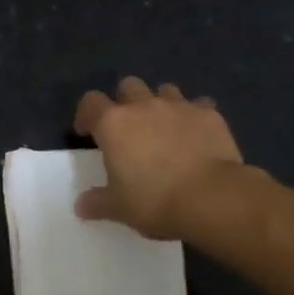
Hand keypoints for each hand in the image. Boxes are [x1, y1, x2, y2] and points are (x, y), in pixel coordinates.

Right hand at [74, 77, 245, 239]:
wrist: (212, 198)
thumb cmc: (155, 201)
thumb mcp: (118, 208)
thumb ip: (97, 202)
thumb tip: (82, 205)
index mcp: (114, 124)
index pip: (90, 102)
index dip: (86, 115)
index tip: (88, 133)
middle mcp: (144, 106)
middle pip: (128, 86)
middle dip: (125, 101)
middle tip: (129, 128)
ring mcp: (179, 107)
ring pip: (164, 90)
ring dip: (160, 104)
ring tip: (164, 128)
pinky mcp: (209, 115)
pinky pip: (198, 106)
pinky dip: (194, 116)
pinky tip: (197, 135)